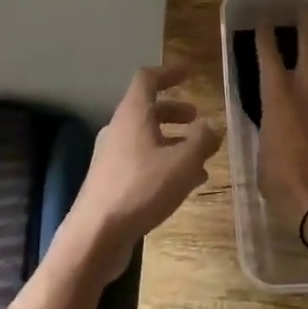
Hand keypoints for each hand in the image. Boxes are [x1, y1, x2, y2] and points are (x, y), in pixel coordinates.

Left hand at [62, 64, 221, 283]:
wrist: (95, 236)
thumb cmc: (140, 189)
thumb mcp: (182, 163)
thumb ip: (202, 141)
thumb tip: (212, 126)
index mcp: (132, 115)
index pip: (147, 79)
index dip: (169, 72)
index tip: (189, 72)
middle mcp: (119, 130)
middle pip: (147, 109)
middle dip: (174, 110)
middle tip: (197, 117)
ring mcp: (111, 157)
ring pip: (146, 138)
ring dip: (172, 140)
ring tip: (199, 156)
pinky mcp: (111, 182)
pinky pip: (142, 161)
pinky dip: (164, 162)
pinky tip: (185, 183)